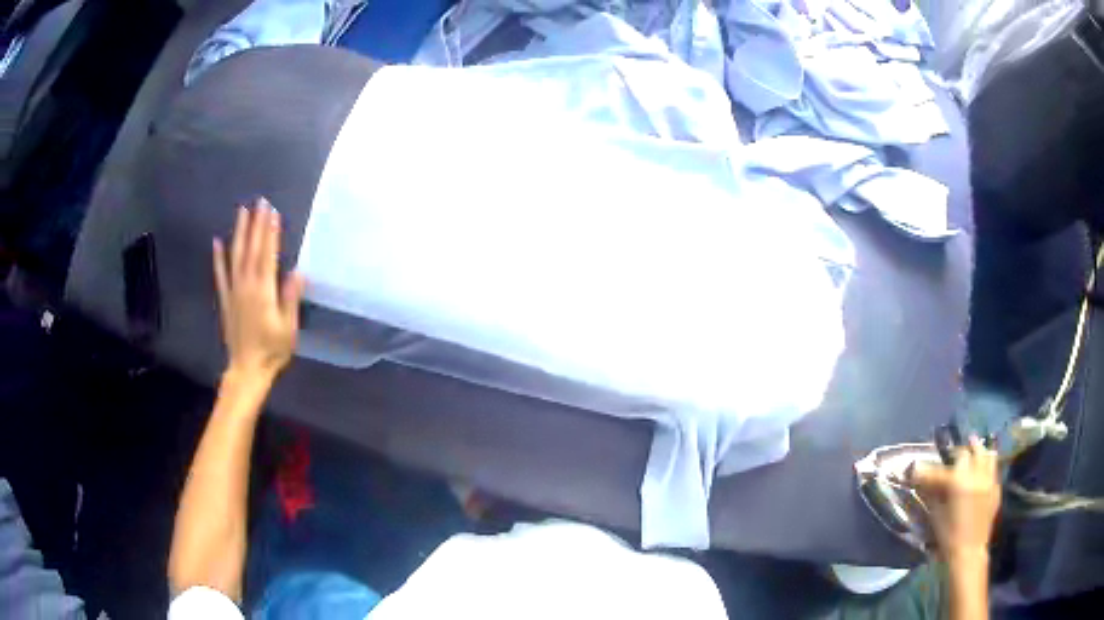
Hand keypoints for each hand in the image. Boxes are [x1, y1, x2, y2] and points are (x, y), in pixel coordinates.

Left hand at [213, 198, 305, 383]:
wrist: (247, 369)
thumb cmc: (272, 350)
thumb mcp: (288, 328)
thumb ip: (290, 299)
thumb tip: (297, 272)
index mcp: (264, 291)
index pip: (268, 255)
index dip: (270, 233)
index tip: (273, 212)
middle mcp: (247, 285)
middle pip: (251, 250)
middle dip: (256, 225)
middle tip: (260, 202)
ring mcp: (234, 291)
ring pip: (235, 256)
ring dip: (239, 233)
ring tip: (241, 211)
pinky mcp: (226, 299)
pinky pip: (221, 275)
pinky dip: (218, 258)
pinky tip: (217, 242)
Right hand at [911, 436, 1001, 561]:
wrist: (969, 552)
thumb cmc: (949, 536)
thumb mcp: (936, 516)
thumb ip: (931, 494)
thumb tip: (922, 483)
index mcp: (958, 481)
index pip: (939, 470)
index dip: (926, 470)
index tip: (916, 469)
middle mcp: (975, 474)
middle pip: (967, 452)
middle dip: (956, 453)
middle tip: (949, 458)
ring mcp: (988, 479)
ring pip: (985, 453)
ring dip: (977, 451)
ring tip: (971, 450)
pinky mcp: (996, 487)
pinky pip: (993, 468)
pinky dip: (987, 464)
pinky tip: (982, 470)